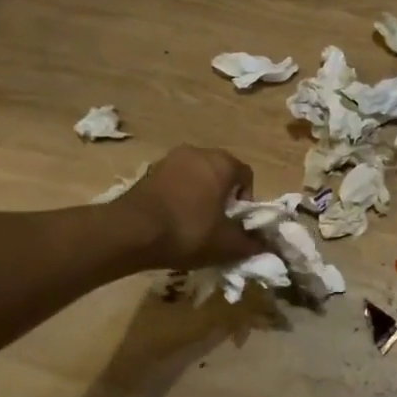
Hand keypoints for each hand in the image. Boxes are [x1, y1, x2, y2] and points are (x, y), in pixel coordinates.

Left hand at [111, 145, 255, 269]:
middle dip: (222, 197)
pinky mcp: (149, 171)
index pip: (246, 176)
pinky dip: (178, 197)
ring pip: (196, 177)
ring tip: (192, 225)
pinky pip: (174, 182)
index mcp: (223, 162)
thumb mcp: (227, 245)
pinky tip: (171, 221)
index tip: (236, 224)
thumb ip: (251, 243)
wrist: (130, 231)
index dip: (246, 202)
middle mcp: (198, 152)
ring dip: (199, 197)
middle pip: (220, 173)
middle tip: (217, 225)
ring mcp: (170, 159)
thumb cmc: (188, 231)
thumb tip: (266, 244)